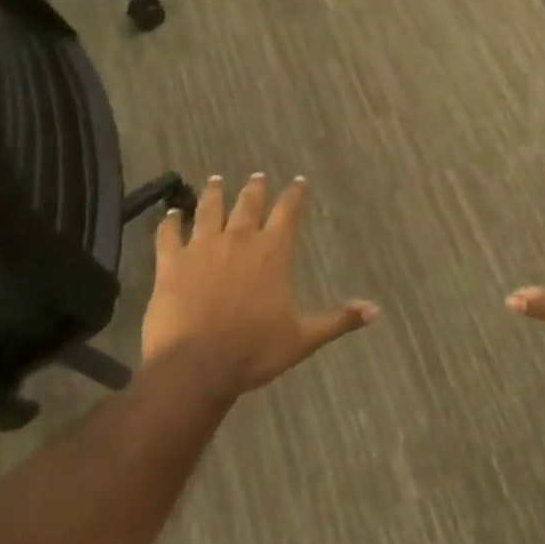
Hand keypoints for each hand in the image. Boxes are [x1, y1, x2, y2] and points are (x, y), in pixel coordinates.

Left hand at [143, 174, 377, 395]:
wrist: (197, 366)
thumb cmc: (255, 350)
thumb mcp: (304, 337)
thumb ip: (339, 319)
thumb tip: (375, 310)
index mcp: (273, 251)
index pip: (288, 211)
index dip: (294, 194)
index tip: (298, 181)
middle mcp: (239, 239)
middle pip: (248, 203)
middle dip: (254, 188)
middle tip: (256, 177)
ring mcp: (202, 248)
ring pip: (209, 210)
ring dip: (214, 193)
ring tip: (216, 180)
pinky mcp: (171, 263)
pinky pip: (169, 234)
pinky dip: (170, 222)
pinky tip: (170, 214)